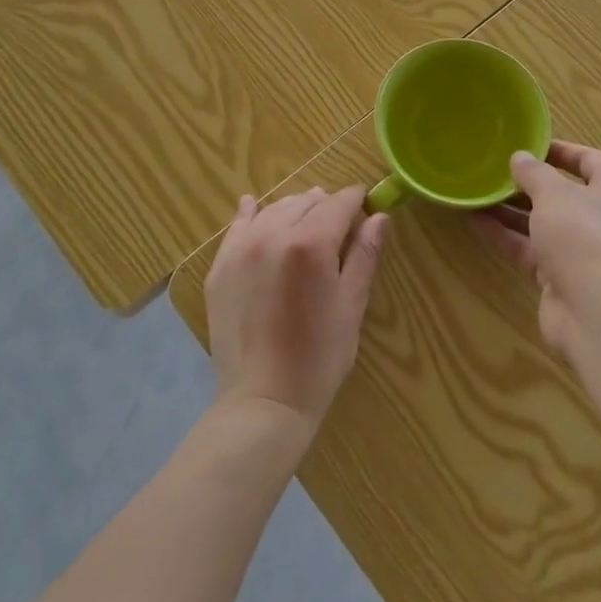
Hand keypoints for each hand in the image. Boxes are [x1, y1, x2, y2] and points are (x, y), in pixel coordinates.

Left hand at [205, 186, 388, 429]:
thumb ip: (365, 254)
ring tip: (306, 223)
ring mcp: (241, 249)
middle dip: (327, 207)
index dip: (356, 200)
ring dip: (294, 210)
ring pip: (274, 209)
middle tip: (340, 226)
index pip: (339, 203)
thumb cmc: (319, 356)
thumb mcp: (352, 305)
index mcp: (311, 243)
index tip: (366, 205)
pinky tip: (253, 206)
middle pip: (306, 202)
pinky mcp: (220, 267)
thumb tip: (379, 216)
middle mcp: (273, 234)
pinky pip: (237, 226)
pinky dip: (251, 214)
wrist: (264, 400)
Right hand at [474, 141, 600, 353]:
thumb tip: (520, 158)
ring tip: (478, 192)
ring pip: (542, 223)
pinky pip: (530, 249)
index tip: (528, 145)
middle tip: (496, 170)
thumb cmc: (581, 235)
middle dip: (529, 183)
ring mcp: (581, 250)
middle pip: (563, 193)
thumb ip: (533, 173)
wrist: (595, 312)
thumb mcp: (553, 193)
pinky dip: (506, 236)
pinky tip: (474, 221)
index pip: (590, 160)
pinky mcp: (560, 277)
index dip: (560, 150)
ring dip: (511, 210)